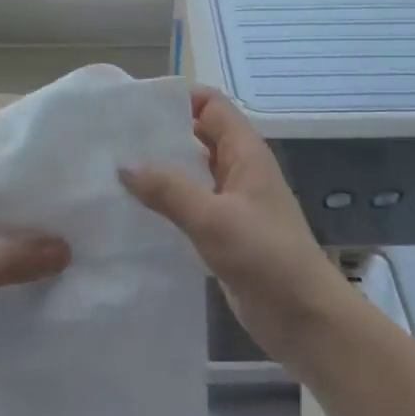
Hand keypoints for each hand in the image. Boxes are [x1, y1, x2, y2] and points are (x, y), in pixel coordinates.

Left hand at [0, 192, 68, 392]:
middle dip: (37, 241)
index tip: (79, 206)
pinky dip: (6, 304)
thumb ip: (15, 261)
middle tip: (88, 244)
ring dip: (23, 275)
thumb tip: (68, 248)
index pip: (2, 194)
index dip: (37, 199)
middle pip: (1, 232)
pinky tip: (42, 312)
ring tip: (75, 276)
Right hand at [119, 88, 351, 364]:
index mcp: (244, 152)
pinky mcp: (224, 232)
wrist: (303, 316)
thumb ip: (168, 189)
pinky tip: (133, 211)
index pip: (210, 105)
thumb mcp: (212, 218)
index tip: (133, 106)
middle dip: (160, 135)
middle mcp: (238, 169)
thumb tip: (123, 165)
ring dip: (160, 171)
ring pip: (191, 173)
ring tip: (112, 172)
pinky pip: (190, 205)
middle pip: (197, 136)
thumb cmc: (264, 256)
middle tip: (112, 139)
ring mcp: (232, 202)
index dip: (177, 98)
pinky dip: (166, 203)